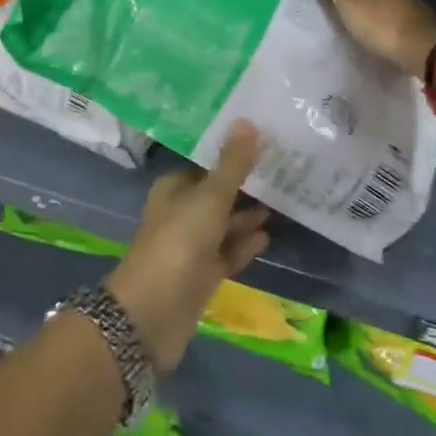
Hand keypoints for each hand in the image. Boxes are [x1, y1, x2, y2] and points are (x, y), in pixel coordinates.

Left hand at [105, 122, 271, 373]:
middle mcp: (181, 212)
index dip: (233, 154)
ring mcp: (190, 246)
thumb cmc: (179, 243)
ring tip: (283, 201)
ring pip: (224, 224)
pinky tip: (268, 236)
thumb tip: (247, 120)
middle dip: (245, 185)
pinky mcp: (201, 275)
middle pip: (217, 194)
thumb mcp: (210, 198)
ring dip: (248, 215)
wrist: (152, 314)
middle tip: (283, 171)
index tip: (265, 144)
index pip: (207, 164)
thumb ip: (232, 164)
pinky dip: (244, 244)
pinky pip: (227, 253)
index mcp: (174, 188)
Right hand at [318, 0, 435, 77]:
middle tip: (341, 4)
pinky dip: (386, 19)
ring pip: (385, 1)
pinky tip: (381, 28)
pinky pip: (396, 16)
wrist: (423, 49)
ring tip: (360, 18)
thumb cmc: (380, 24)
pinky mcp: (421, 25)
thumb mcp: (350, 4)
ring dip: (373, 7)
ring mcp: (411, 5)